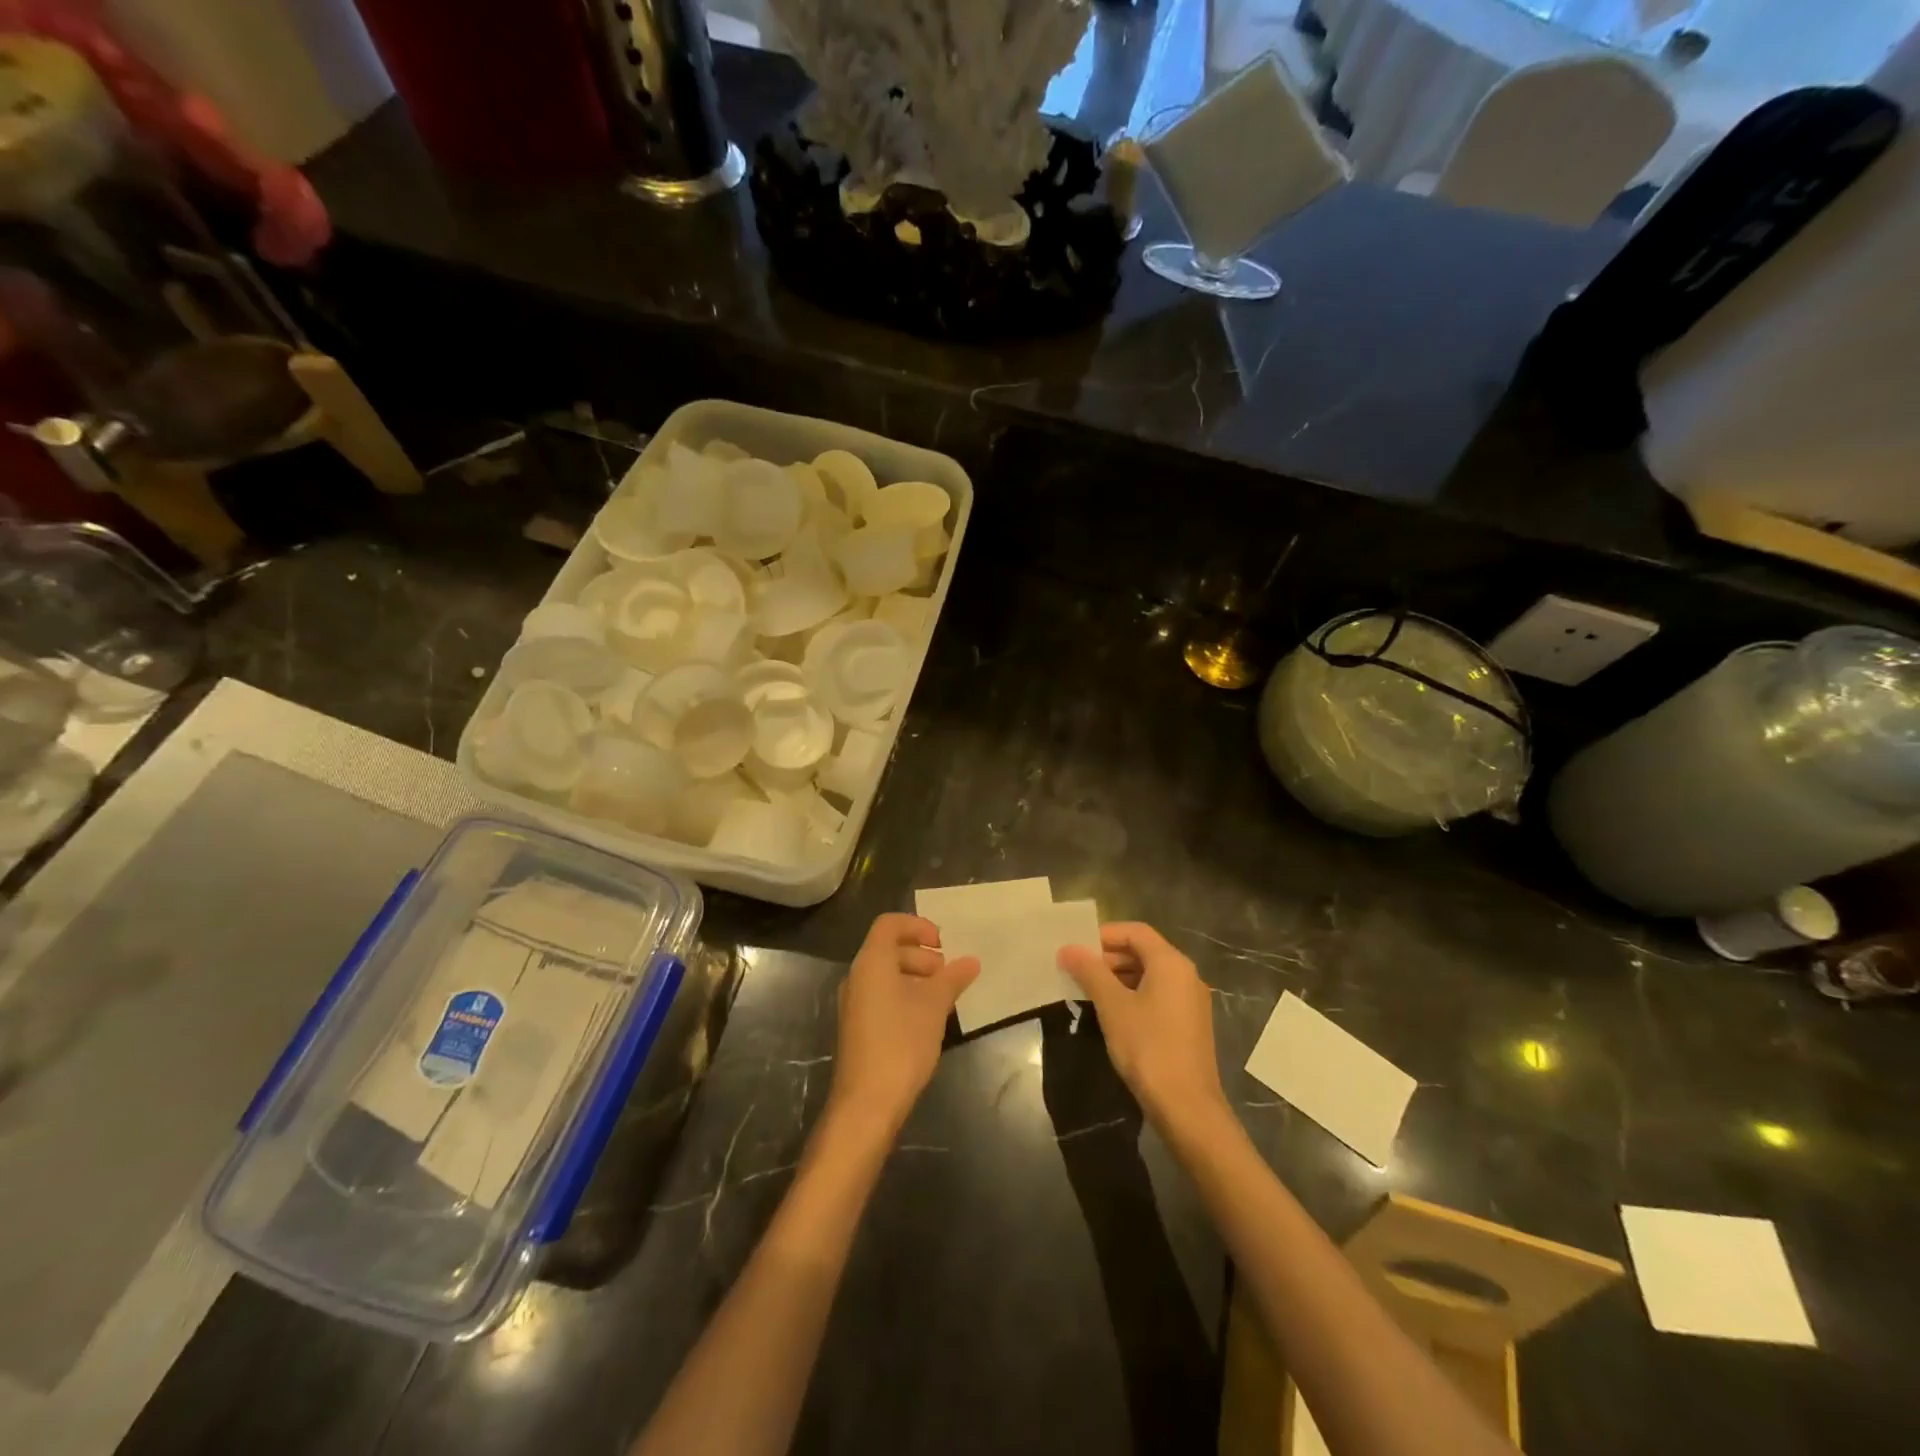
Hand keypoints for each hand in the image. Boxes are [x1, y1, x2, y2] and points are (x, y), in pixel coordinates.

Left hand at [827, 913, 978, 1138]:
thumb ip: (952, 979)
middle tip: (947, 973)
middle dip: (921, 954)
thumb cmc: (902, 1044)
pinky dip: (905, 994)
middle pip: (888, 948)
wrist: (867, 1103)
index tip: (943, 944)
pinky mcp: (857, 1026)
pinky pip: (881, 995)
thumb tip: (971, 961)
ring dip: (915, 975)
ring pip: (886, 973)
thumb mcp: (934, 1007)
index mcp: (871, 962)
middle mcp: (857, 976)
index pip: (889, 924)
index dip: (917, 926)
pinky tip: (927, 1017)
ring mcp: (854, 1003)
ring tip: (942, 995)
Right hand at [1058, 923, 1229, 1137]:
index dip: (1104, 934)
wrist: (1187, 1107)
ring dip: (1119, 977)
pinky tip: (1112, 1014)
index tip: (1077, 948)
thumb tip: (1068, 949)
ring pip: (1151, 975)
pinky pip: (1159, 995)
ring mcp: (1191, 1001)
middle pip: (1144, 951)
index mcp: (1171, 963)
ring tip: (1089, 991)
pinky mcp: (1190, 1024)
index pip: (1135, 931)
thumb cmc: (1148, 1047)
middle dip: (1109, 957)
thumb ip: (1090, 972)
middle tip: (1078, 970)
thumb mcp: (1112, 1006)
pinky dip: (1134, 995)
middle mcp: (1186, 975)